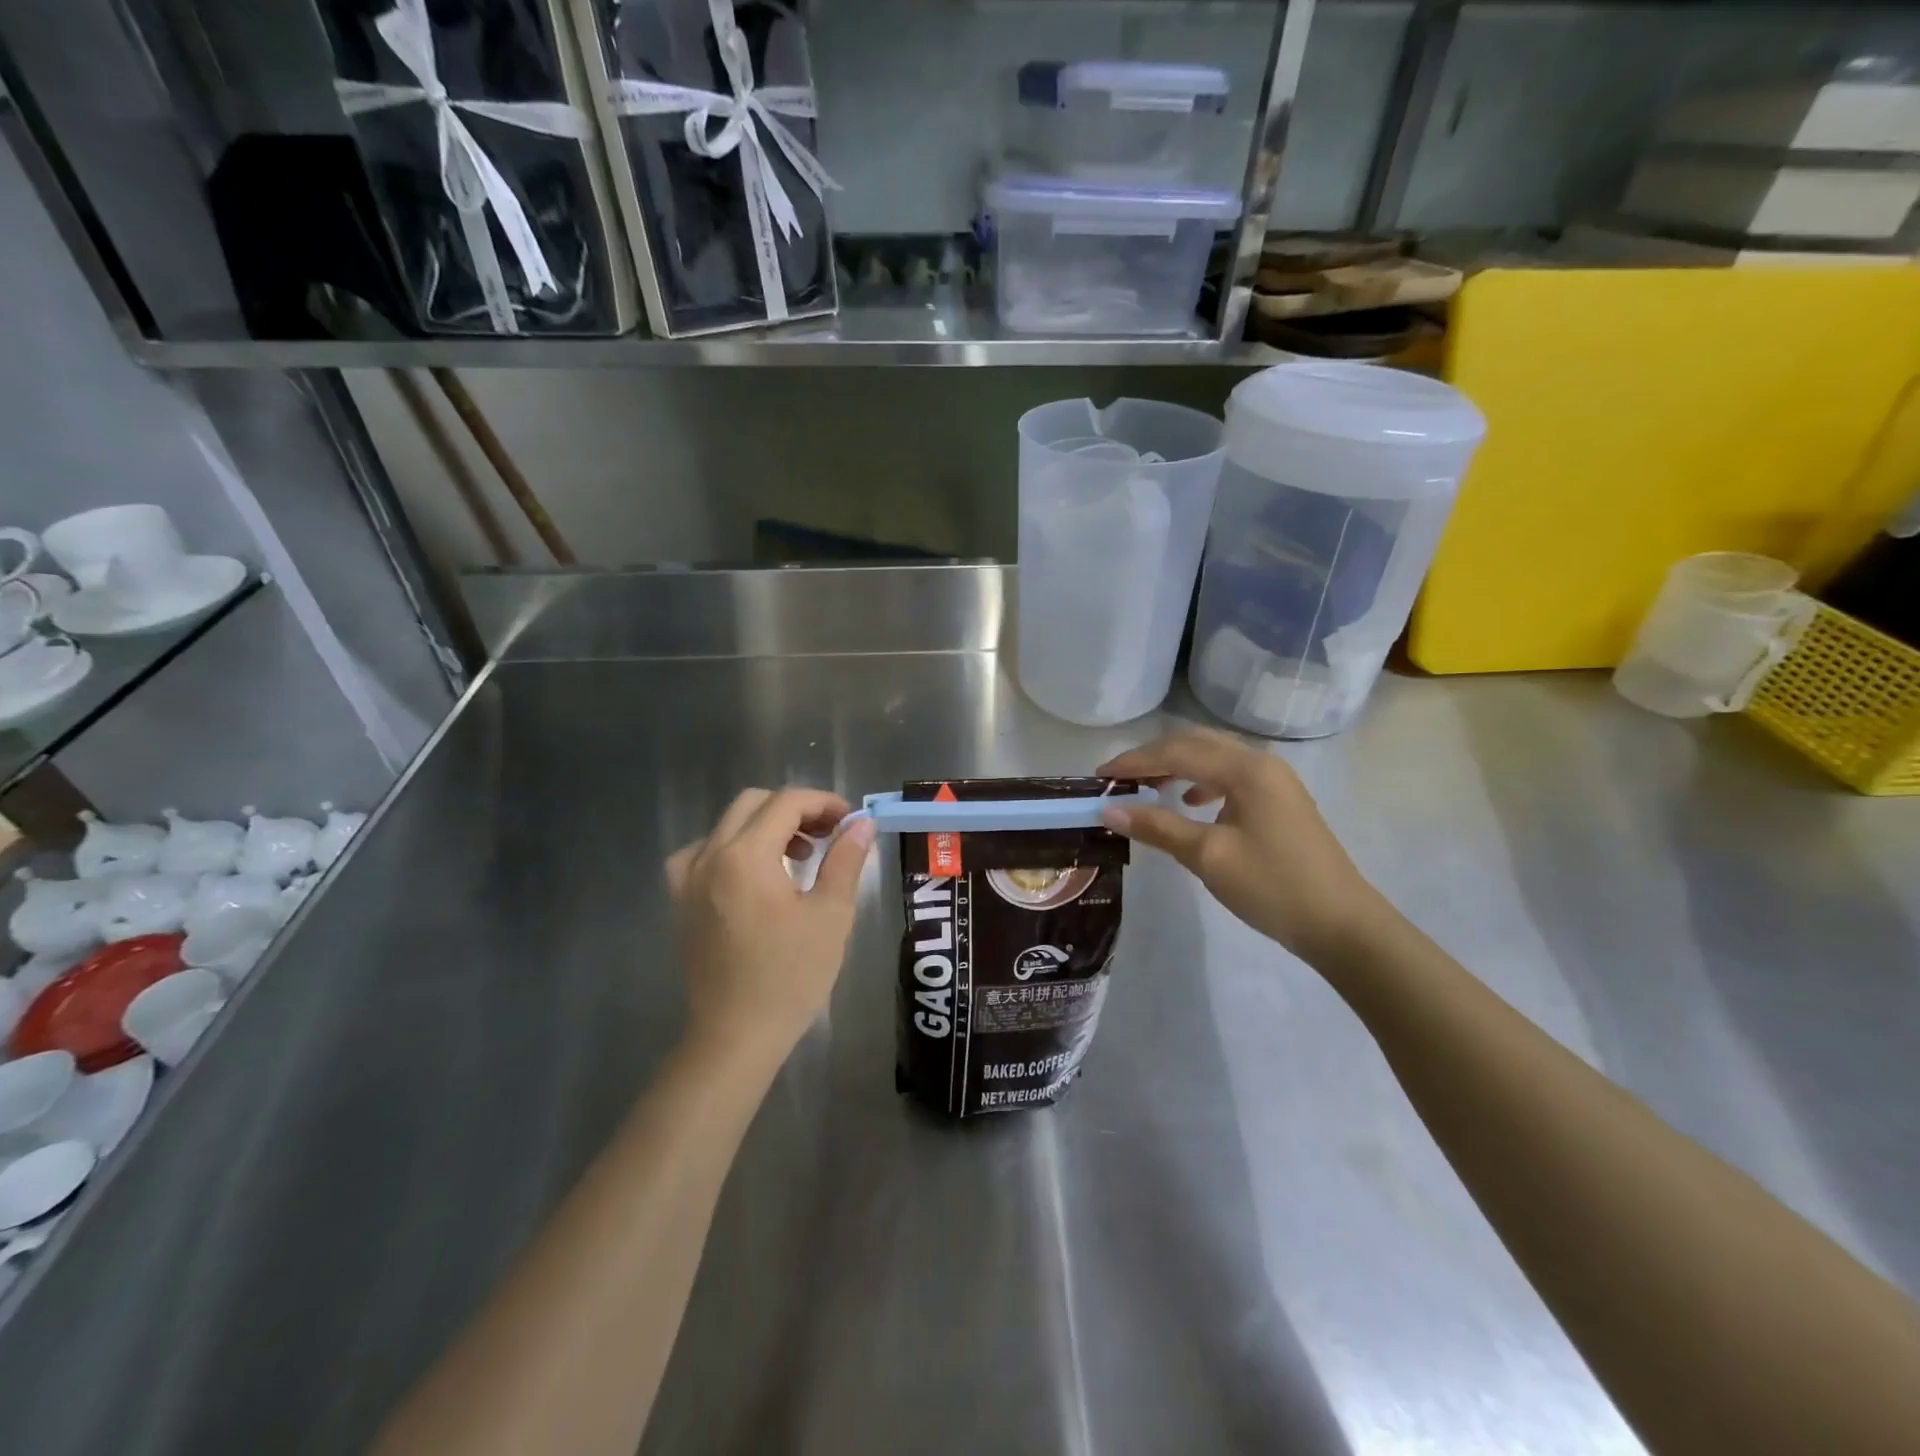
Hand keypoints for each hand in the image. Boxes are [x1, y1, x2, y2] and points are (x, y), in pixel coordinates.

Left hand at [665, 788, 875, 1064]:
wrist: (736, 1036)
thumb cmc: (790, 976)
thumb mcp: (831, 915)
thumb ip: (845, 860)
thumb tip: (862, 823)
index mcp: (745, 855)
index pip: (787, 802)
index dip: (824, 802)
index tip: (851, 821)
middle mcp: (709, 856)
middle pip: (753, 804)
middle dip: (796, 810)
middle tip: (829, 835)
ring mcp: (688, 879)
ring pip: (728, 825)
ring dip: (765, 826)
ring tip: (799, 856)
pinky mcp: (681, 902)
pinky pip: (703, 853)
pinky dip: (733, 849)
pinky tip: (752, 874)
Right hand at [1098, 728, 1387, 965]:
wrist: (1342, 925)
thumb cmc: (1272, 886)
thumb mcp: (1208, 856)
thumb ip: (1157, 827)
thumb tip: (1108, 810)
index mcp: (1246, 769)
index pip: (1177, 751)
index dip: (1134, 761)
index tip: (1099, 775)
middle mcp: (1261, 763)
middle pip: (1196, 744)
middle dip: (1153, 757)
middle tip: (1118, 778)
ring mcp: (1274, 781)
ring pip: (1213, 758)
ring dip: (1176, 766)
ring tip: (1146, 787)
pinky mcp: (1279, 800)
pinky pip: (1229, 776)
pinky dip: (1200, 781)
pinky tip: (1190, 802)